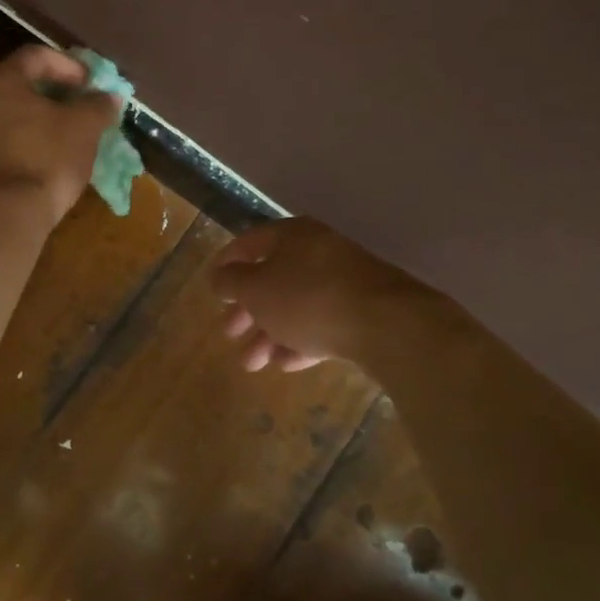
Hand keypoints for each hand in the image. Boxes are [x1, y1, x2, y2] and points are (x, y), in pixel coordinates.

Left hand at [0, 46, 121, 226]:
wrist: (3, 216)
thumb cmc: (45, 159)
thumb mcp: (83, 127)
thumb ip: (98, 106)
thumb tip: (108, 97)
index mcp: (3, 82)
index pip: (37, 56)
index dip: (69, 65)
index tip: (92, 84)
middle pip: (24, 87)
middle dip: (59, 95)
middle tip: (85, 109)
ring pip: (17, 117)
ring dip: (46, 122)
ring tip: (74, 137)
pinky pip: (10, 143)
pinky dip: (33, 144)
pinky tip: (53, 161)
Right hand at [210, 218, 443, 371]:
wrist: (386, 324)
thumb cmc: (307, 298)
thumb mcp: (256, 289)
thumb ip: (231, 282)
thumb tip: (219, 276)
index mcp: (292, 236)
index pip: (250, 242)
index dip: (227, 263)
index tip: (213, 287)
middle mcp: (318, 252)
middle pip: (273, 279)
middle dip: (247, 311)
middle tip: (229, 333)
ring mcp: (344, 282)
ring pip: (296, 306)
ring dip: (269, 334)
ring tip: (252, 364)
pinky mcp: (364, 311)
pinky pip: (323, 324)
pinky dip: (301, 341)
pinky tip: (287, 364)